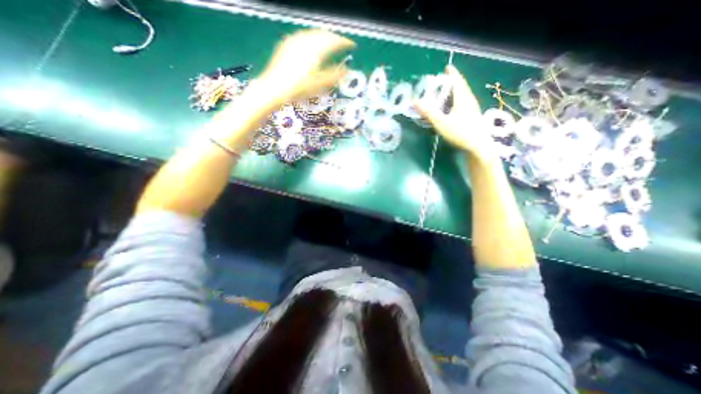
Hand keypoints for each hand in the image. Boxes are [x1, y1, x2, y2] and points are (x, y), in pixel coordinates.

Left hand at [255, 28, 355, 109]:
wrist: (274, 88)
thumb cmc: (298, 88)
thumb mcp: (319, 85)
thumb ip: (334, 76)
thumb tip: (347, 71)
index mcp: (316, 50)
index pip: (334, 41)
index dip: (345, 42)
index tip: (352, 45)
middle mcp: (306, 41)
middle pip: (324, 34)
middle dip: (335, 38)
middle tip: (342, 44)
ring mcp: (295, 41)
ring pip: (314, 33)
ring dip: (324, 37)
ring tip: (329, 44)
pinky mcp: (287, 44)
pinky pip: (304, 36)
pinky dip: (313, 38)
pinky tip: (312, 45)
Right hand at [415, 64, 498, 161]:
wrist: (479, 147)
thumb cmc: (460, 133)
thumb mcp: (441, 123)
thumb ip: (428, 112)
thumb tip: (414, 101)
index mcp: (463, 99)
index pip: (457, 81)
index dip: (452, 74)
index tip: (447, 67)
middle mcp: (469, 101)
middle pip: (461, 88)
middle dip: (452, 82)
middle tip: (442, 82)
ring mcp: (472, 110)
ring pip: (463, 96)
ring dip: (455, 92)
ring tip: (445, 94)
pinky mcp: (473, 118)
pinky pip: (464, 104)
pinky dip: (457, 101)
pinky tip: (452, 109)